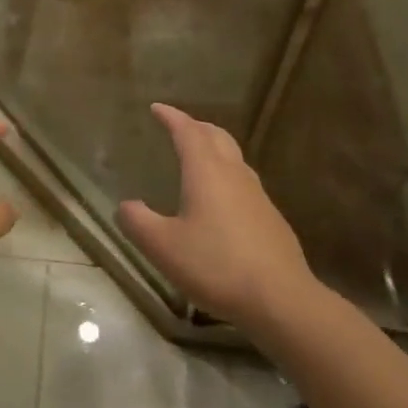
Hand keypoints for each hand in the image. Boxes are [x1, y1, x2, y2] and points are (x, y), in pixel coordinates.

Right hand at [117, 104, 315, 327]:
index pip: (187, 131)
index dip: (171, 117)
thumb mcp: (163, 247)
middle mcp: (234, 174)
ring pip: (234, 157)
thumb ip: (138, 223)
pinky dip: (227, 175)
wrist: (281, 299)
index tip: (157, 108)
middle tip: (179, 126)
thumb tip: (126, 206)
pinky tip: (222, 201)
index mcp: (206, 171)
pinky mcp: (270, 218)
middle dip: (195, 126)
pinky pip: (243, 182)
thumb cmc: (216, 265)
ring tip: (199, 157)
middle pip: (216, 136)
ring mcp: (257, 195)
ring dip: (214, 148)